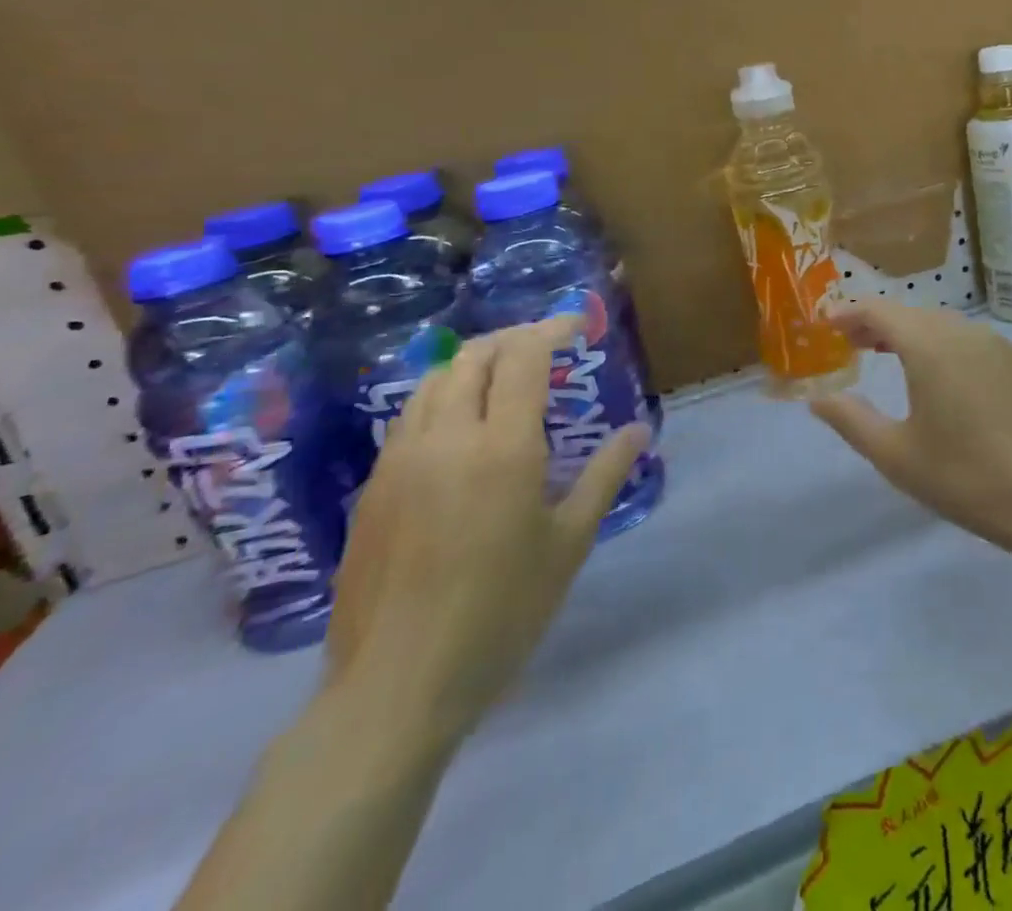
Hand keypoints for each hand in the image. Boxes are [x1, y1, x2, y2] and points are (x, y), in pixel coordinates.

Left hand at [324, 318, 650, 746]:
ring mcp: (400, 462)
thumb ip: (604, 475)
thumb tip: (638, 431)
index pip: (523, 359)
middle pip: (472, 357)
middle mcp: (446, 439)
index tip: (578, 324)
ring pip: (432, 382)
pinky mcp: (373, 490)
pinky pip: (409, 417)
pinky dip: (443, 396)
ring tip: (505, 375)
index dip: (551, 329)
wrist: (397, 686)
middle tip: (546, 345)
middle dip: (512, 338)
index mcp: (502, 448)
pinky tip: (462, 426)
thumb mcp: (569, 542)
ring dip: (472, 362)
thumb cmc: (502, 611)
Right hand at [809, 301, 1011, 553]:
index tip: (825, 324)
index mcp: (930, 346)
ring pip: (940, 324)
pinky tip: (935, 374)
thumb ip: (851, 420)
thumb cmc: (965, 477)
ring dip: (908, 332)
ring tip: (884, 353)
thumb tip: (818, 398)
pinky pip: (966, 339)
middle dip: (876, 322)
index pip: (880, 310)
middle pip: (910, 313)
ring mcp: (995, 344)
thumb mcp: (896, 455)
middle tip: (848, 343)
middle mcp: (963, 332)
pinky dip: (939, 343)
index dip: (849, 313)